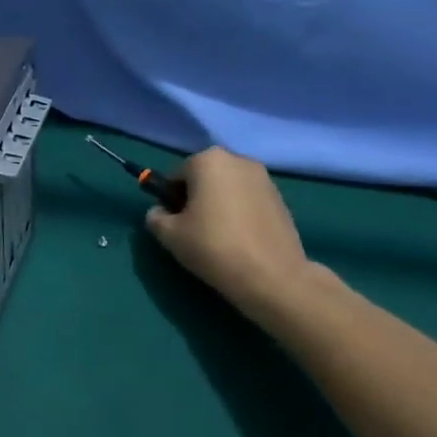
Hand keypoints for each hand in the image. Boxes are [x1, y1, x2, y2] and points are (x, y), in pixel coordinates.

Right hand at [144, 147, 326, 324]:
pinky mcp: (281, 199)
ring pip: (228, 189)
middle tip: (194, 230)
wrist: (271, 276)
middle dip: (196, 198)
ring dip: (219, 205)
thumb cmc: (213, 246)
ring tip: (219, 237)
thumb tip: (160, 212)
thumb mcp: (168, 234)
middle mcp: (238, 160)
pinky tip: (240, 239)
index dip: (171, 200)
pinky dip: (240, 213)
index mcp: (208, 160)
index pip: (177, 176)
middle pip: (205, 178)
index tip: (175, 223)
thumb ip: (155, 216)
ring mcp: (265, 178)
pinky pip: (248, 200)